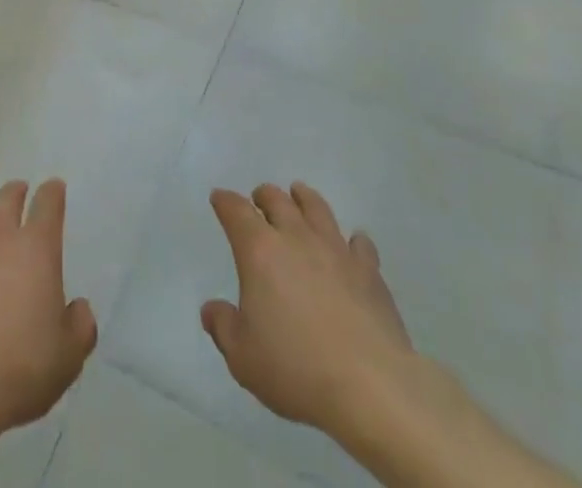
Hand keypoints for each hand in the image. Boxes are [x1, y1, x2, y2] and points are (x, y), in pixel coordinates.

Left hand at [0, 176, 97, 440]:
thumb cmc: (19, 366)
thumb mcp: (67, 356)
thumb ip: (80, 327)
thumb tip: (79, 309)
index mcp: (37, 248)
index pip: (48, 204)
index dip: (53, 193)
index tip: (55, 188)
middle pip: (7, 198)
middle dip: (16, 189)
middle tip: (18, 188)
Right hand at [201, 181, 413, 435]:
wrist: (370, 387)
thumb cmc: (296, 369)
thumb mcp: (243, 357)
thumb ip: (223, 327)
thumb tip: (211, 309)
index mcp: (260, 251)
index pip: (236, 211)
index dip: (225, 202)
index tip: (219, 198)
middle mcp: (296, 238)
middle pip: (277, 200)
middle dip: (264, 196)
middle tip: (260, 200)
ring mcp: (336, 250)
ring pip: (317, 208)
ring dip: (304, 199)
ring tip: (300, 196)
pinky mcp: (369, 271)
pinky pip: (360, 244)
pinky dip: (353, 241)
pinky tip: (353, 245)